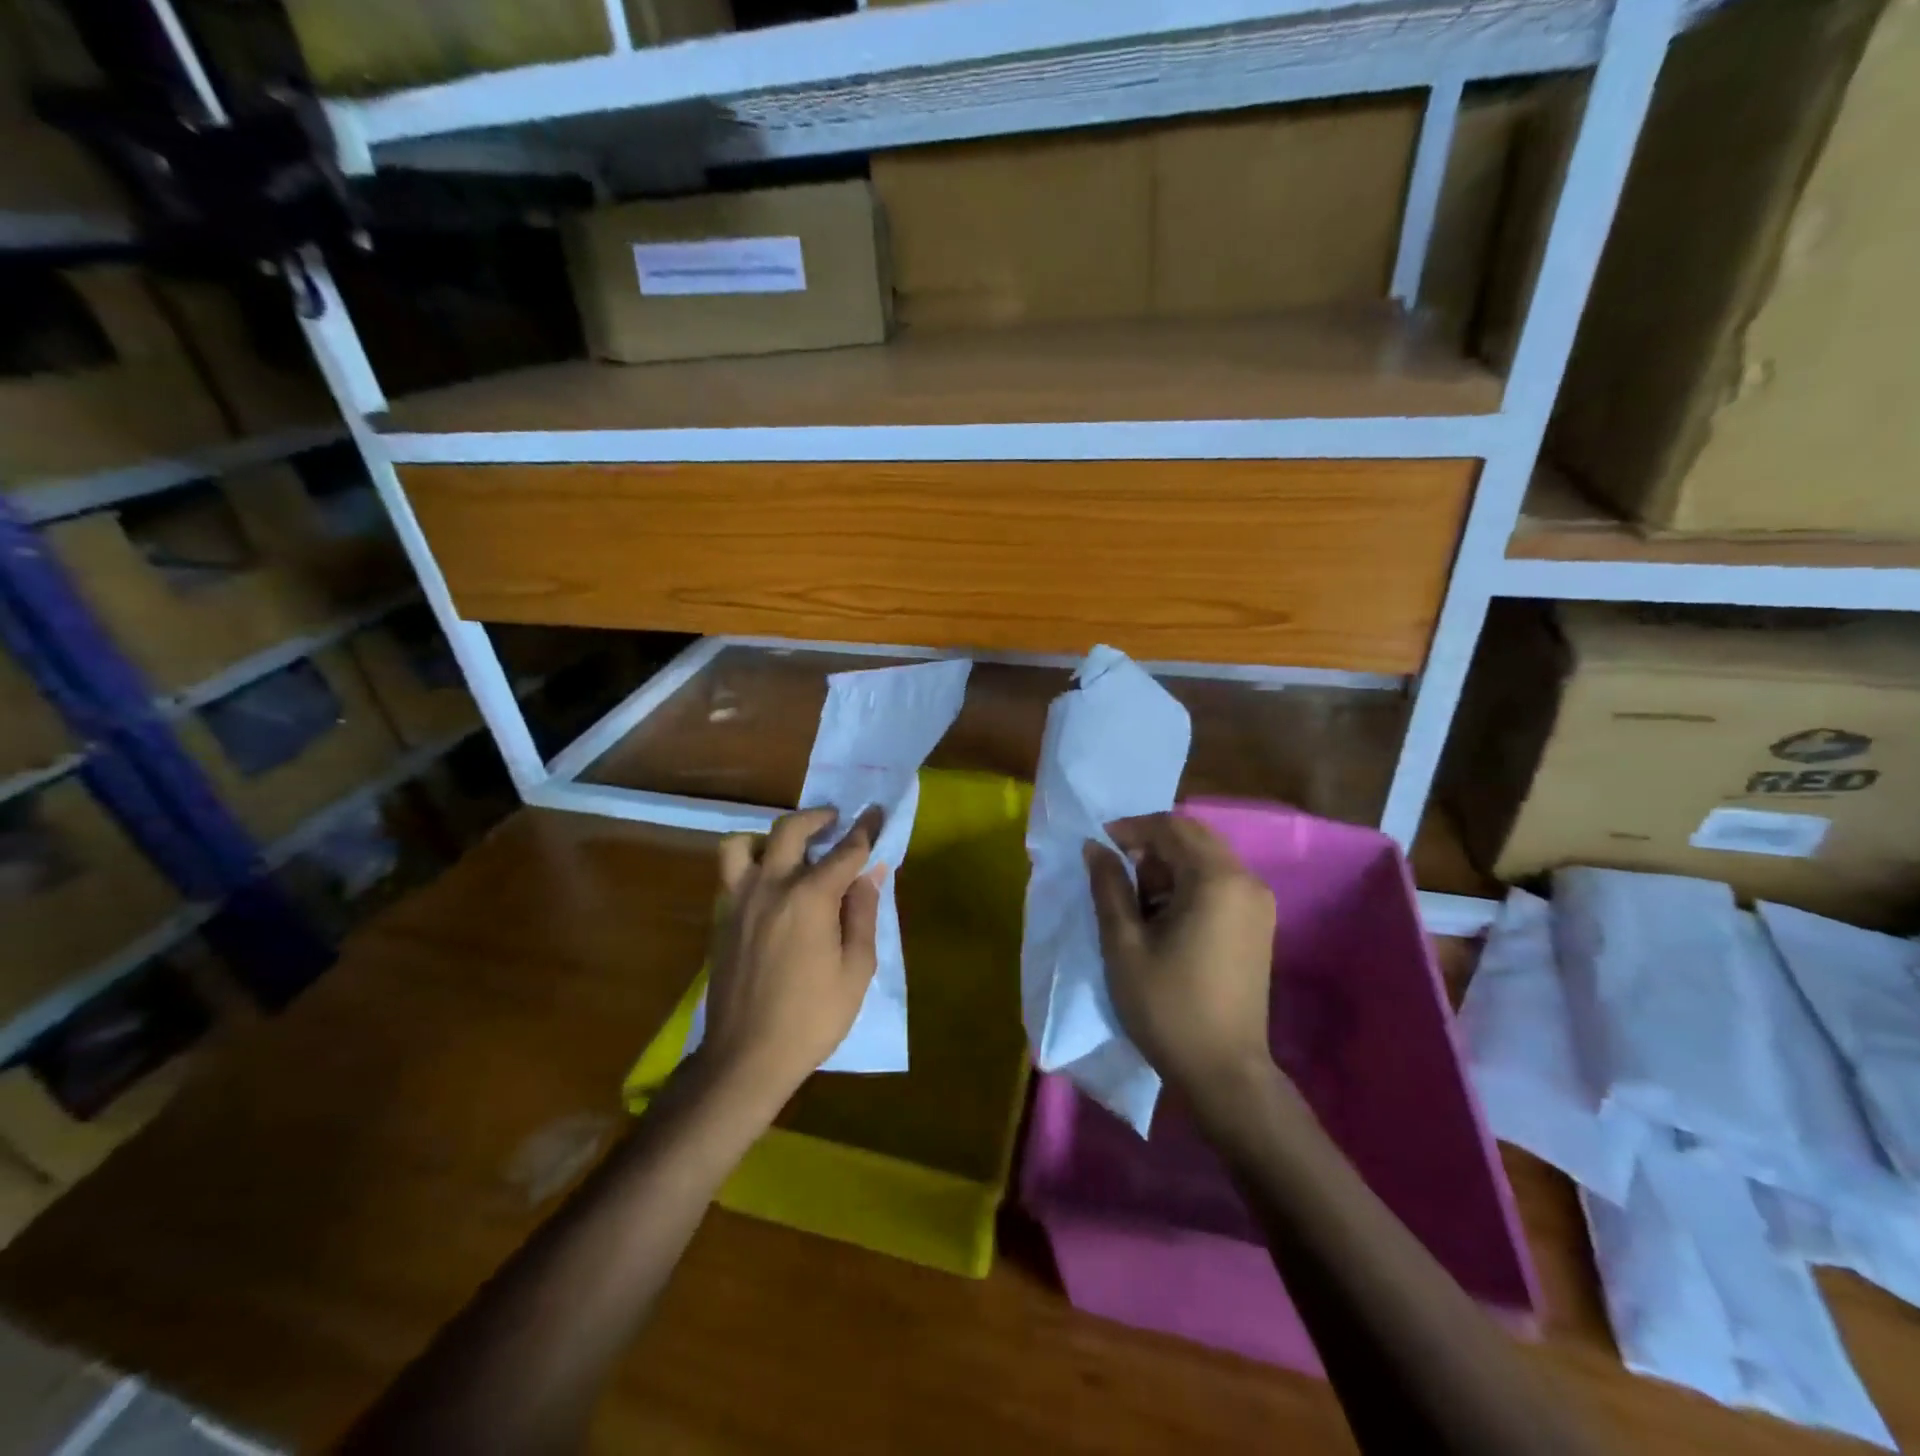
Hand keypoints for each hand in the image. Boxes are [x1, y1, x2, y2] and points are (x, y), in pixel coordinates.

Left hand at [701, 806, 885, 1105]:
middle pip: (791, 830)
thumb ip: (863, 913)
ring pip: (743, 844)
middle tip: (835, 821)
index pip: (845, 850)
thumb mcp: (856, 970)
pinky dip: (749, 864)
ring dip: (769, 837)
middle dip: (817, 818)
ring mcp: (739, 900)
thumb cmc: (812, 1017)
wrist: (746, 1057)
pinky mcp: (721, 918)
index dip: (865, 829)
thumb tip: (869, 874)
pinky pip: (730, 874)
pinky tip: (769, 886)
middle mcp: (771, 886)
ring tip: (790, 850)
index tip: (876, 812)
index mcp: (810, 897)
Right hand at [1086, 813, 1277, 1105]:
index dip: (1131, 828)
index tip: (1099, 845)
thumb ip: (1109, 887)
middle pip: (1193, 837)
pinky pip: (1219, 882)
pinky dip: (1188, 884)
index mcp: (1216, 879)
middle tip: (1116, 871)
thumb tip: (1095, 847)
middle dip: (1150, 845)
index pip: (1171, 826)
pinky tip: (1164, 916)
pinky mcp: (1258, 925)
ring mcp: (1258, 903)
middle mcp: (1246, 881)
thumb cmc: (1167, 1006)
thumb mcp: (1124, 944)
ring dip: (1168, 865)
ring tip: (1135, 899)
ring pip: (1206, 859)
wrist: (1223, 1071)